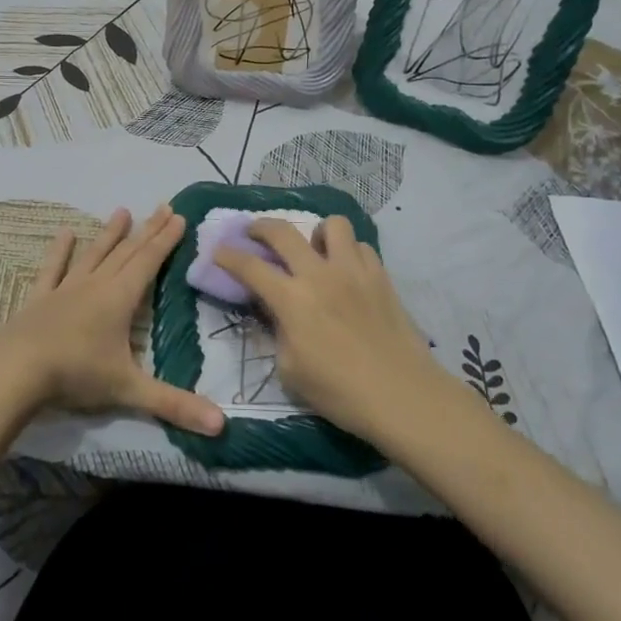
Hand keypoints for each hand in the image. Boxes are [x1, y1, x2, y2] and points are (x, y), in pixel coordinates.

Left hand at [0, 205, 225, 436]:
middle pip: (127, 252)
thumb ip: (174, 405)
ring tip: (122, 211)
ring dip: (109, 234)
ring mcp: (65, 289)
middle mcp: (96, 285)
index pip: (149, 262)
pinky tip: (64, 233)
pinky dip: (60, 251)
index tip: (179, 216)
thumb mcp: (129, 390)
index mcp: (120, 299)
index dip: (166, 240)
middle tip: (163, 206)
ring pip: (94, 255)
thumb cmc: (76, 374)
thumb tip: (221, 426)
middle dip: (147, 230)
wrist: (14, 370)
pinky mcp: (39, 298)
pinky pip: (53, 269)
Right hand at [213, 216, 456, 442]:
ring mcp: (354, 271)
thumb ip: (278, 333)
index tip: (217, 251)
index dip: (227, 256)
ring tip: (314, 250)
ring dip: (315, 233)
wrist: (403, 396)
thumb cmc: (340, 392)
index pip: (249, 266)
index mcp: (292, 300)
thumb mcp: (290, 370)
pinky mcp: (381, 276)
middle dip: (260, 227)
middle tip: (254, 234)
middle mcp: (320, 275)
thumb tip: (276, 313)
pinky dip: (348, 252)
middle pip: (283, 232)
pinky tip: (346, 271)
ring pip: (331, 224)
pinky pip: (360, 247)